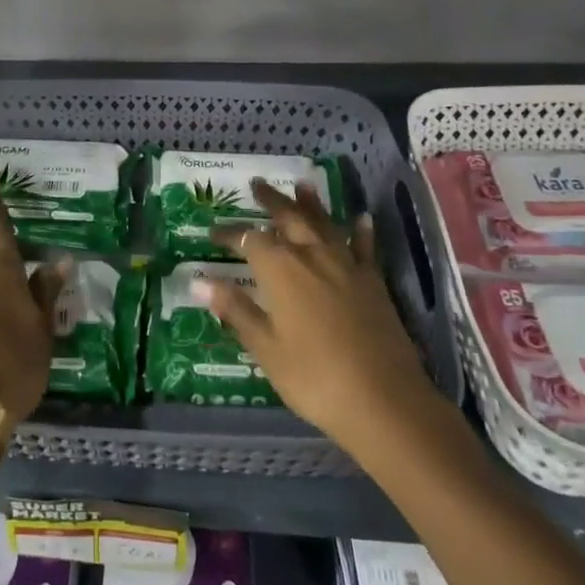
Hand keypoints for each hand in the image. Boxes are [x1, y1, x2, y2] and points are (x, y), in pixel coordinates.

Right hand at [200, 180, 431, 457]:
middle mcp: (311, 256)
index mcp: (280, 269)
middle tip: (257, 184)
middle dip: (271, 200)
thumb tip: (200, 281)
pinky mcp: (374, 282)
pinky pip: (364, 247)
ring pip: (324, 224)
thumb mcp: (265, 347)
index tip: (213, 233)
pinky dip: (360, 231)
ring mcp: (346, 266)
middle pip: (288, 218)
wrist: (384, 400)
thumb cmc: (313, 377)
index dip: (229, 235)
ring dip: (311, 204)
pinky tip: (361, 218)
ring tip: (302, 184)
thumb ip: (236, 310)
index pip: (248, 240)